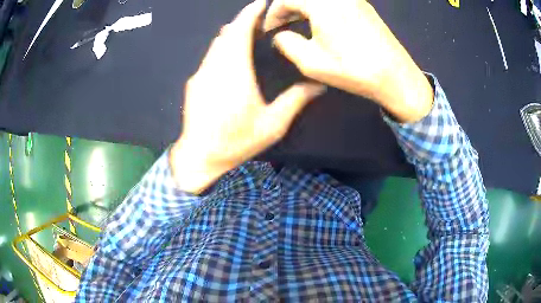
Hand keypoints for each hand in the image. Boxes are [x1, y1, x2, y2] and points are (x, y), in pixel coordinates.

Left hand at [170, 0, 325, 193]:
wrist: (199, 158)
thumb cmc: (236, 142)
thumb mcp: (273, 125)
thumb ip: (295, 101)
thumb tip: (318, 85)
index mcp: (234, 73)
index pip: (239, 32)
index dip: (249, 14)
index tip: (259, 4)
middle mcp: (214, 68)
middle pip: (226, 34)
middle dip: (241, 21)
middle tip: (257, 17)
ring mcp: (200, 75)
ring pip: (215, 44)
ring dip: (230, 33)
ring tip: (245, 30)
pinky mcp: (194, 84)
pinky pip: (209, 57)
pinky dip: (221, 48)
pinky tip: (230, 55)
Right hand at [264, 0, 433, 122]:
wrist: (396, 76)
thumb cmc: (352, 69)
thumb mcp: (310, 61)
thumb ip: (286, 43)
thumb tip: (281, 35)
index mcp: (322, 3)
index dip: (272, 14)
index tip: (269, 30)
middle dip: (287, 8)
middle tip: (281, 26)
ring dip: (304, 7)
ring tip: (298, 24)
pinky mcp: (364, 7)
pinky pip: (335, 1)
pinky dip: (321, 8)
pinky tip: (321, 23)